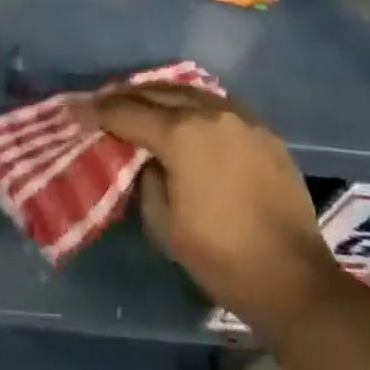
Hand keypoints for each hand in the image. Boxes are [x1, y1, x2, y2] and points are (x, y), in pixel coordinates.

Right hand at [80, 85, 342, 330]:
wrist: (292, 277)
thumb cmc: (221, 256)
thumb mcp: (164, 225)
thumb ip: (147, 181)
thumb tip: (149, 161)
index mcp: (181, 134)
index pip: (129, 113)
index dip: (98, 112)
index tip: (77, 110)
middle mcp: (210, 112)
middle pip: (159, 93)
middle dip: (128, 97)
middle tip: (105, 103)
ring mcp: (241, 117)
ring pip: (191, 93)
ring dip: (162, 96)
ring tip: (143, 103)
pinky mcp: (263, 129)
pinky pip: (219, 105)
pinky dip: (195, 106)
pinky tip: (187, 116)